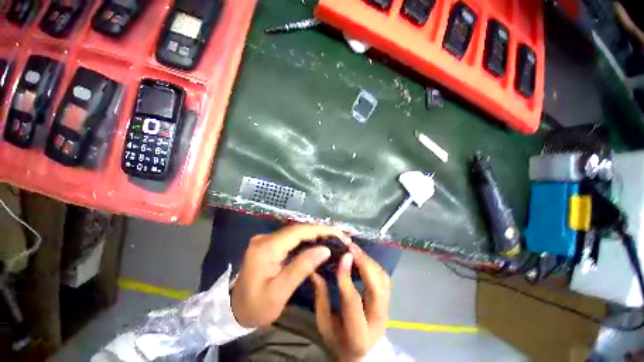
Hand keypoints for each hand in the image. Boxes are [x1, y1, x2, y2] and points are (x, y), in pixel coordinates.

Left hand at [231, 225, 350, 327]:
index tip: (338, 233)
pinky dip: (306, 239)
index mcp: (266, 247)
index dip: (320, 230)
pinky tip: (317, 243)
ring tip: (332, 238)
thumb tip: (325, 249)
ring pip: (295, 232)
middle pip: (297, 229)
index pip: (298, 231)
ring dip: (314, 234)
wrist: (234, 311)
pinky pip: (291, 237)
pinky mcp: (268, 243)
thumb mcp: (280, 292)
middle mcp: (265, 238)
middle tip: (339, 236)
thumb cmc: (256, 306)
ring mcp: (266, 239)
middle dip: (320, 231)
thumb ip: (302, 267)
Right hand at [312, 243, 391, 361]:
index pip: (353, 301)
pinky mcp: (388, 301)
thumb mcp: (324, 325)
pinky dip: (373, 264)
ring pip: (383, 281)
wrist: (361, 353)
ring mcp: (387, 310)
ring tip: (355, 249)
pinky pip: (384, 278)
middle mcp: (378, 321)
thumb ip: (321, 298)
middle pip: (377, 289)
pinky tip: (362, 257)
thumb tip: (315, 270)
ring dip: (369, 261)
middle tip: (350, 247)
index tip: (343, 255)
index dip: (346, 276)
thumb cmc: (338, 340)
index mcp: (358, 334)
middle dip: (364, 264)